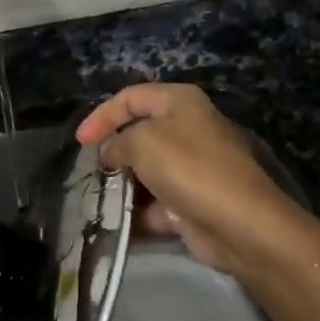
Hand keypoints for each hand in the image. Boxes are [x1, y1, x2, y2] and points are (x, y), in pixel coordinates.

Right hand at [75, 83, 294, 276]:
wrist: (239, 223)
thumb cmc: (189, 167)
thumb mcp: (142, 142)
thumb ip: (117, 142)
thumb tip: (111, 152)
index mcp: (179, 102)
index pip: (131, 97)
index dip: (102, 116)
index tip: (80, 142)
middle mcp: (188, 128)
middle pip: (139, 134)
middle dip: (114, 153)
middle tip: (93, 172)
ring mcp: (192, 167)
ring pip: (146, 171)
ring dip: (124, 185)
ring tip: (101, 199)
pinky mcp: (193, 202)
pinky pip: (157, 202)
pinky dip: (139, 212)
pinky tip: (119, 223)